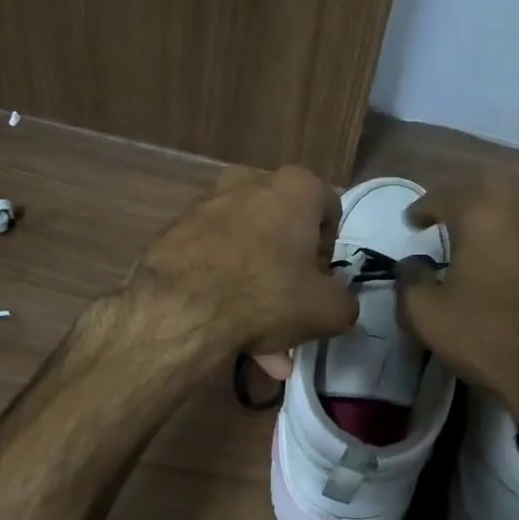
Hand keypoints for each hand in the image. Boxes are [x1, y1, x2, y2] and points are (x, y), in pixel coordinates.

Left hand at [136, 164, 357, 361]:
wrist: (180, 310)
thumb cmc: (267, 295)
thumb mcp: (329, 310)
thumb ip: (345, 302)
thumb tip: (337, 301)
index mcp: (295, 187)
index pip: (329, 209)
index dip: (328, 250)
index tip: (320, 281)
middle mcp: (249, 181)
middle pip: (282, 228)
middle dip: (288, 270)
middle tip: (290, 310)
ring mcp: (206, 204)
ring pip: (245, 247)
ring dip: (256, 285)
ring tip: (259, 338)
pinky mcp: (174, 231)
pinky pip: (212, 259)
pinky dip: (223, 286)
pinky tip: (226, 328)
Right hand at [394, 174, 518, 415]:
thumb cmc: (487, 335)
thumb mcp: (427, 314)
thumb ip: (410, 280)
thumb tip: (412, 263)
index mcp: (482, 209)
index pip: (443, 195)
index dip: (422, 208)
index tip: (412, 222)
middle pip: (488, 184)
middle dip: (463, 197)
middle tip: (447, 217)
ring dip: (503, 200)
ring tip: (487, 221)